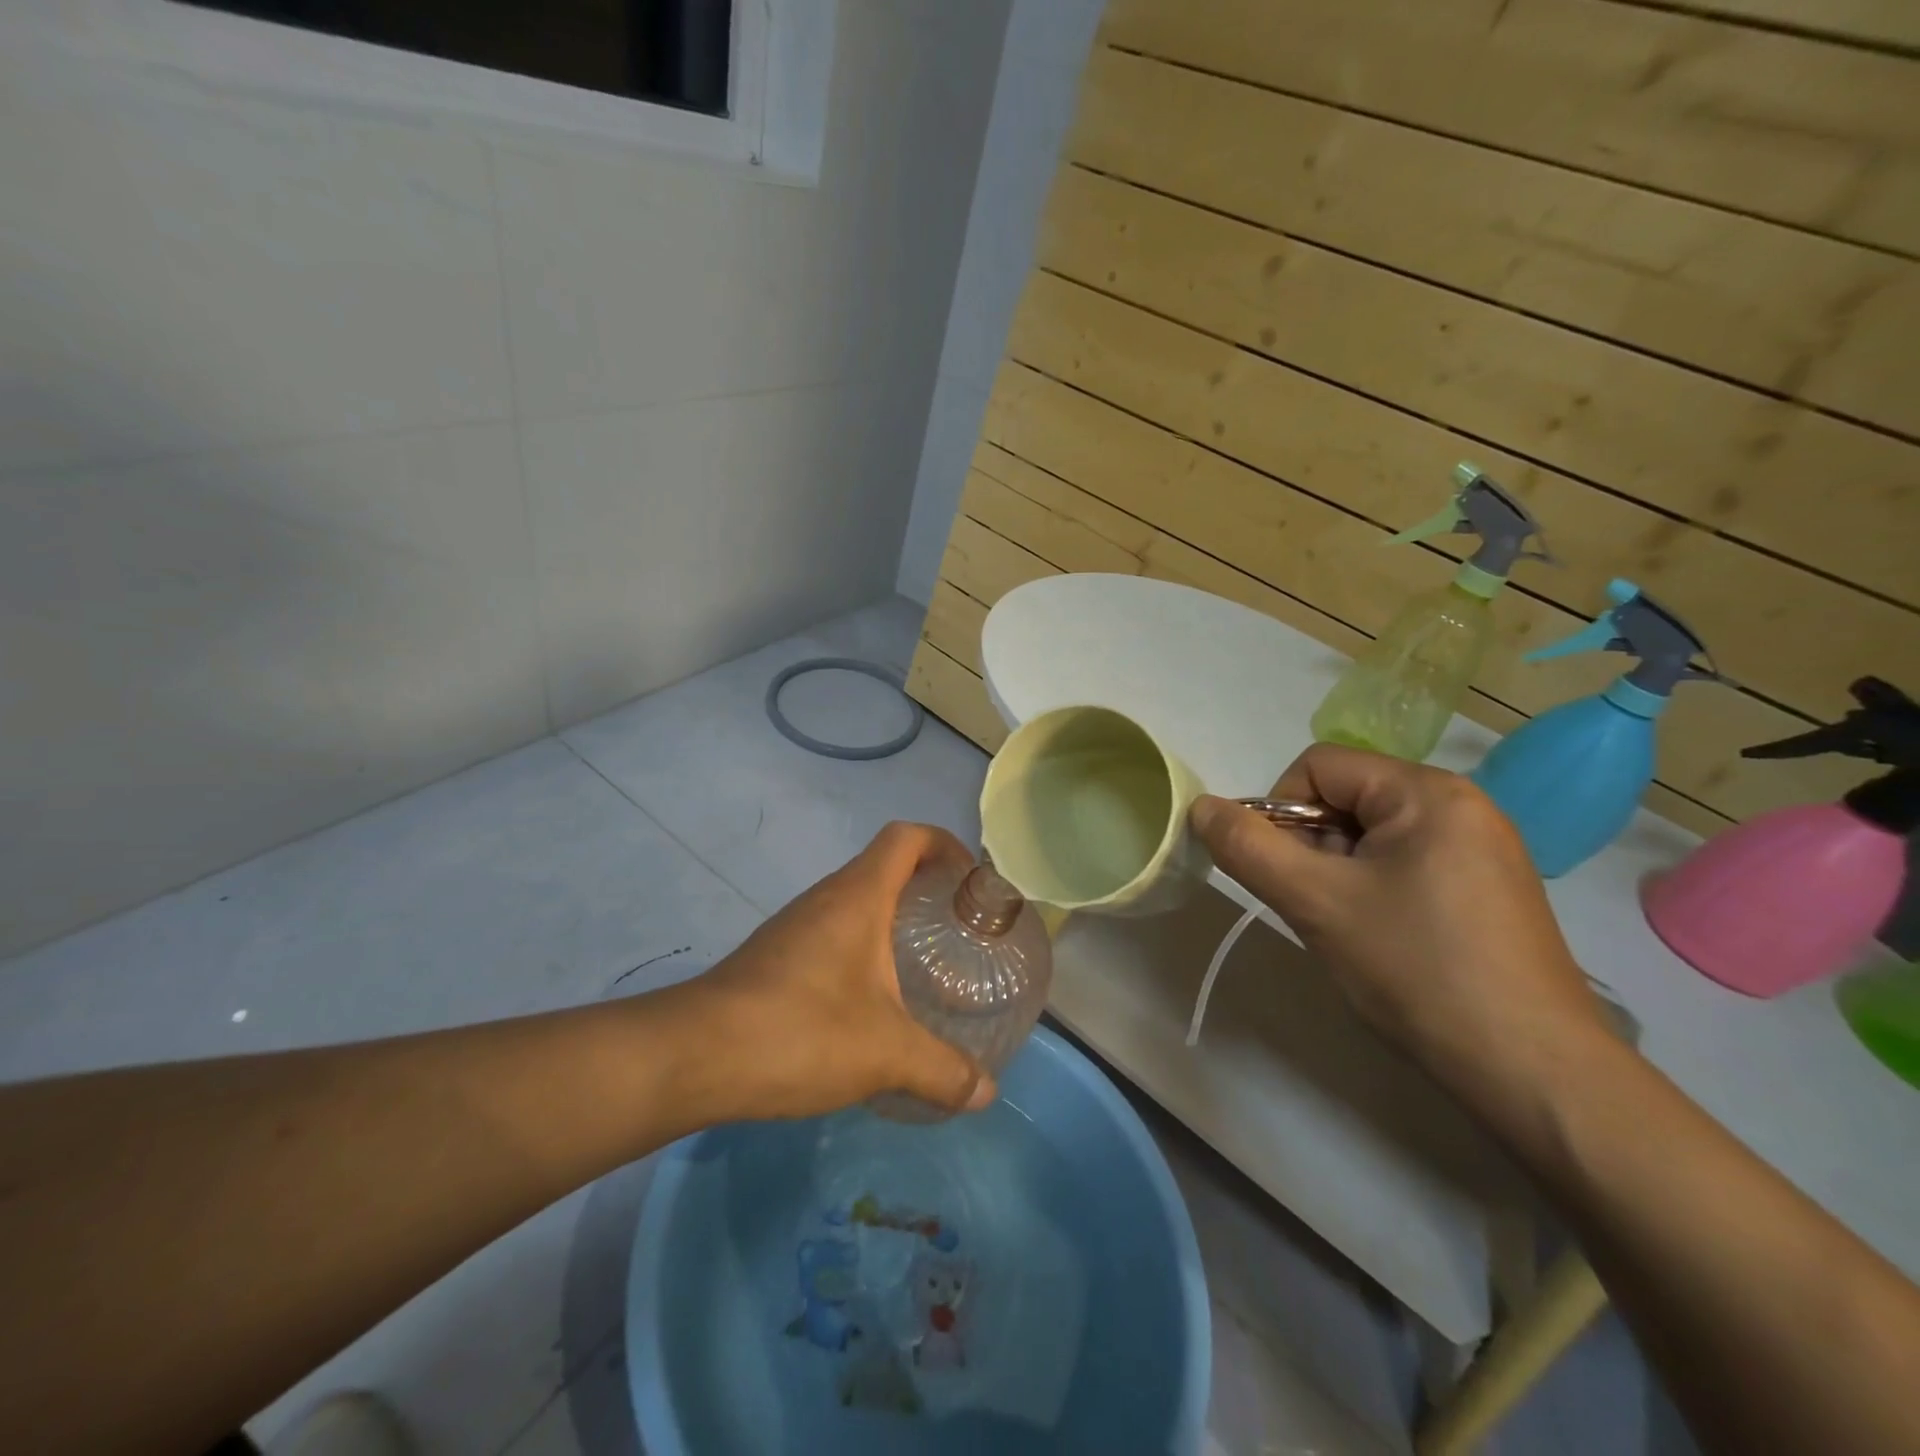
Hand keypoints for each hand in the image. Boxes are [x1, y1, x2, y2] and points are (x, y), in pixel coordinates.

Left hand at [691, 822, 996, 1121]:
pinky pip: (832, 932)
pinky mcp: (775, 956)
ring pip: (856, 901)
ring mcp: (795, 925)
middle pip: (884, 866)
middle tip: (959, 929)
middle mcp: (826, 898)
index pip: (906, 837)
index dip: (944, 844)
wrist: (694, 1055)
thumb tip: (988, 1093)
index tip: (972, 880)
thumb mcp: (885, 1054)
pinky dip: (863, 948)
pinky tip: (873, 999)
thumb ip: (943, 1070)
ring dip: (893, 918)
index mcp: (858, 896)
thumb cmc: (800, 1031)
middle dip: (926, 886)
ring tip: (925, 963)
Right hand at [1190, 744, 1610, 1118]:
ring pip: (1372, 833)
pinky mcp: (1489, 887)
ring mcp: (1482, 847)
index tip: (1287, 873)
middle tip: (1317, 905)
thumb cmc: (1417, 969)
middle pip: (1346, 796)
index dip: (1281, 811)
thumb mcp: (1315, 901)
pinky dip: (1373, 887)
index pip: (1318, 765)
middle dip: (1312, 844)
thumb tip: (1201, 807)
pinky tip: (1383, 937)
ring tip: (1349, 927)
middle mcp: (1461, 804)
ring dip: (1339, 869)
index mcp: (1427, 792)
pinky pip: (1405, 861)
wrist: (1533, 1071)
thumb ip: (1248, 847)